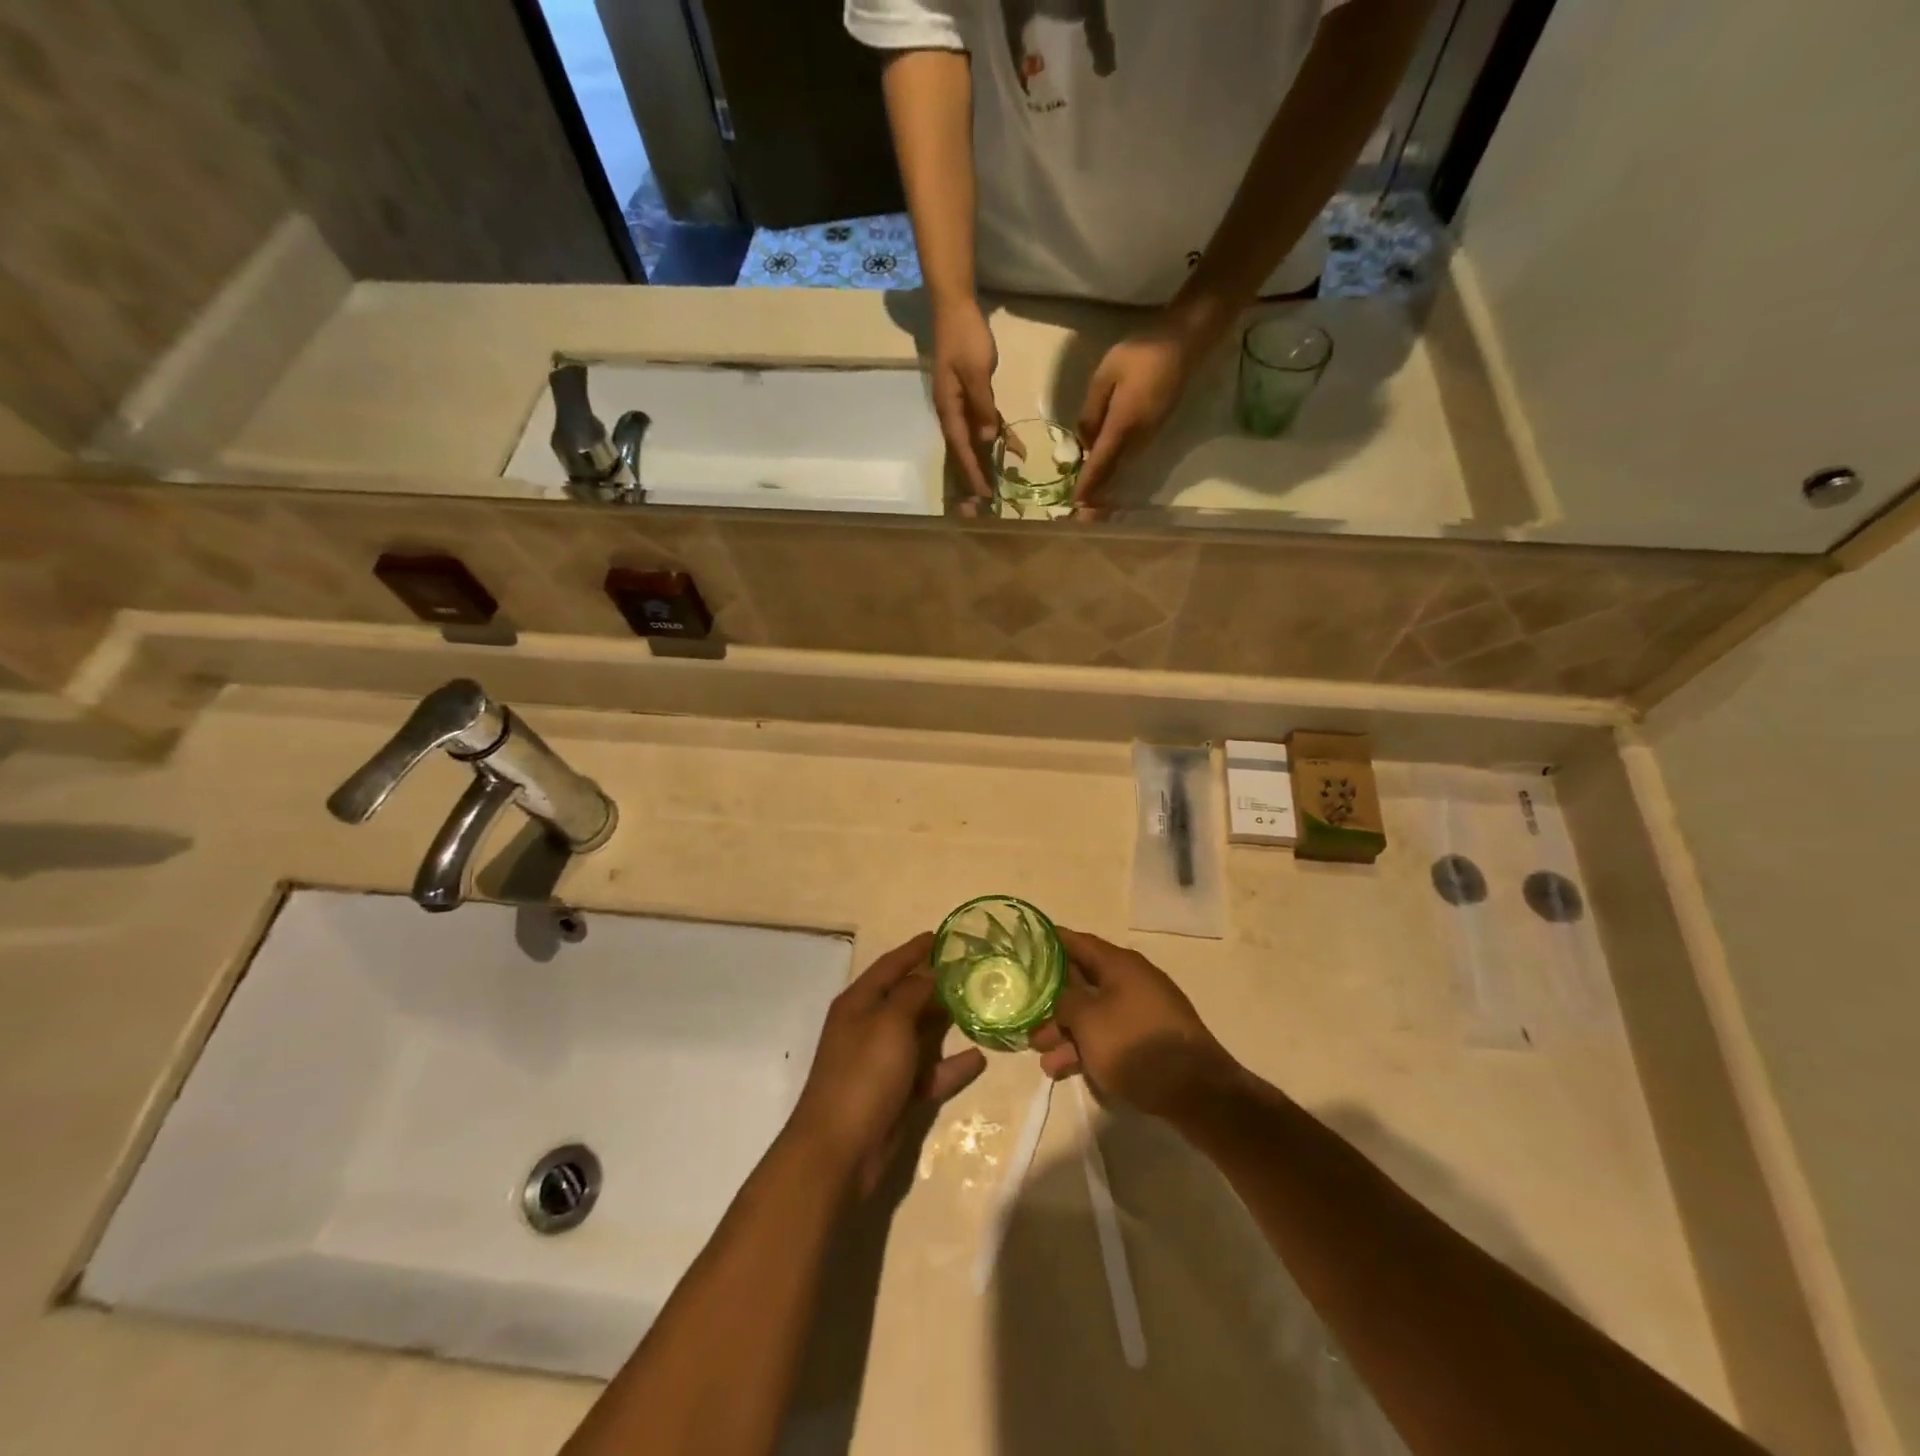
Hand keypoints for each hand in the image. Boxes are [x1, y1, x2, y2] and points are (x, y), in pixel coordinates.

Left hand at [785, 932, 986, 1194]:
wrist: (839, 1150)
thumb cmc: (863, 1074)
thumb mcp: (889, 1022)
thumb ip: (912, 993)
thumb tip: (929, 973)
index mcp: (858, 1003)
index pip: (890, 966)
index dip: (914, 950)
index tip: (941, 935)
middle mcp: (868, 1027)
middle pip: (906, 997)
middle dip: (935, 984)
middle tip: (971, 970)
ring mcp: (881, 1063)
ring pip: (919, 1034)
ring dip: (945, 1022)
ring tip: (980, 1007)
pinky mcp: (895, 1094)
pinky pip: (928, 1072)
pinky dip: (950, 1066)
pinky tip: (979, 1057)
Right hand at [931, 298, 1002, 497]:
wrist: (956, 308)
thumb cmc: (965, 337)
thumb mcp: (976, 371)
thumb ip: (982, 406)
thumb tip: (988, 439)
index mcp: (949, 409)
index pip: (961, 449)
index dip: (972, 473)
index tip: (983, 495)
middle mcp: (952, 413)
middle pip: (964, 452)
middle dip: (976, 476)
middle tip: (987, 502)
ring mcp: (962, 407)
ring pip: (976, 442)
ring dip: (988, 462)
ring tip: (1002, 485)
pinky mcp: (973, 398)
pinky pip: (986, 424)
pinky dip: (1000, 437)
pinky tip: (1016, 450)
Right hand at [1030, 928, 1238, 1117]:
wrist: (1197, 1091)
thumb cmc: (1135, 1045)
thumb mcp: (1088, 1020)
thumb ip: (1065, 1000)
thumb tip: (1059, 993)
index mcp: (1119, 964)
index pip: (1077, 942)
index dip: (1049, 944)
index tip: (1023, 949)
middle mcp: (1132, 980)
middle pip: (1084, 983)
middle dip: (1053, 1003)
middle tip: (1027, 1022)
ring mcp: (1144, 1011)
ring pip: (1095, 1015)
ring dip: (1067, 1034)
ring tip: (1043, 1060)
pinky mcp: (1150, 1041)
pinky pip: (1111, 1036)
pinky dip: (1088, 1049)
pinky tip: (1066, 1071)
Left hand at [1075, 318, 1216, 500]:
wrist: (1185, 344)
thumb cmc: (1142, 353)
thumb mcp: (1105, 375)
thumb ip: (1091, 411)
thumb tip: (1085, 442)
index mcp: (1123, 425)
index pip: (1100, 462)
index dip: (1088, 485)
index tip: (1077, 505)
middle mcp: (1136, 439)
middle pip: (1112, 473)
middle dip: (1097, 496)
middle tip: (1082, 519)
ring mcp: (1147, 437)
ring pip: (1120, 467)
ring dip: (1105, 485)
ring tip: (1089, 504)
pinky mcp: (1152, 432)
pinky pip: (1128, 457)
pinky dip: (1114, 470)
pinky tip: (1103, 474)